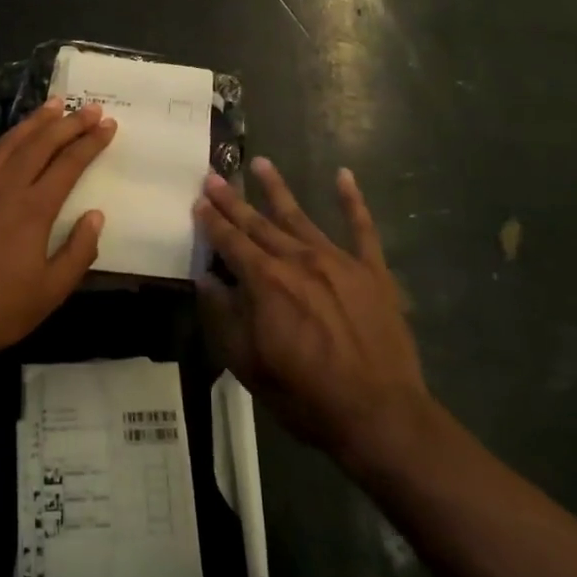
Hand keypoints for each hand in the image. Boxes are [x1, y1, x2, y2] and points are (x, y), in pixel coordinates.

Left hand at [0, 99, 115, 356]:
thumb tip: (95, 217)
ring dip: (34, 122)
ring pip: (7, 144)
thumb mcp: (48, 294)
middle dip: (68, 122)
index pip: (68, 164)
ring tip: (52, 105)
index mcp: (32, 211)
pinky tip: (8, 148)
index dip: (90, 142)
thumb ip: (77, 253)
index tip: (108, 124)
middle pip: (39, 144)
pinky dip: (3, 146)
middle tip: (89, 107)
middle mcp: (2, 189)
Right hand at [194, 159, 429, 468]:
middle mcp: (298, 260)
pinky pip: (362, 228)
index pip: (231, 243)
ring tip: (261, 162)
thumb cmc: (304, 395)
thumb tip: (206, 280)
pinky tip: (344, 175)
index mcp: (265, 282)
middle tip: (213, 175)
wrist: (379, 414)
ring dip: (278, 189)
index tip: (197, 202)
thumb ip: (224, 317)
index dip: (212, 222)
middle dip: (233, 200)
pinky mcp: (372, 271)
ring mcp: (338, 261)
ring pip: (300, 217)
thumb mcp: (247, 363)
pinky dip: (353, 201)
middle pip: (259, 224)